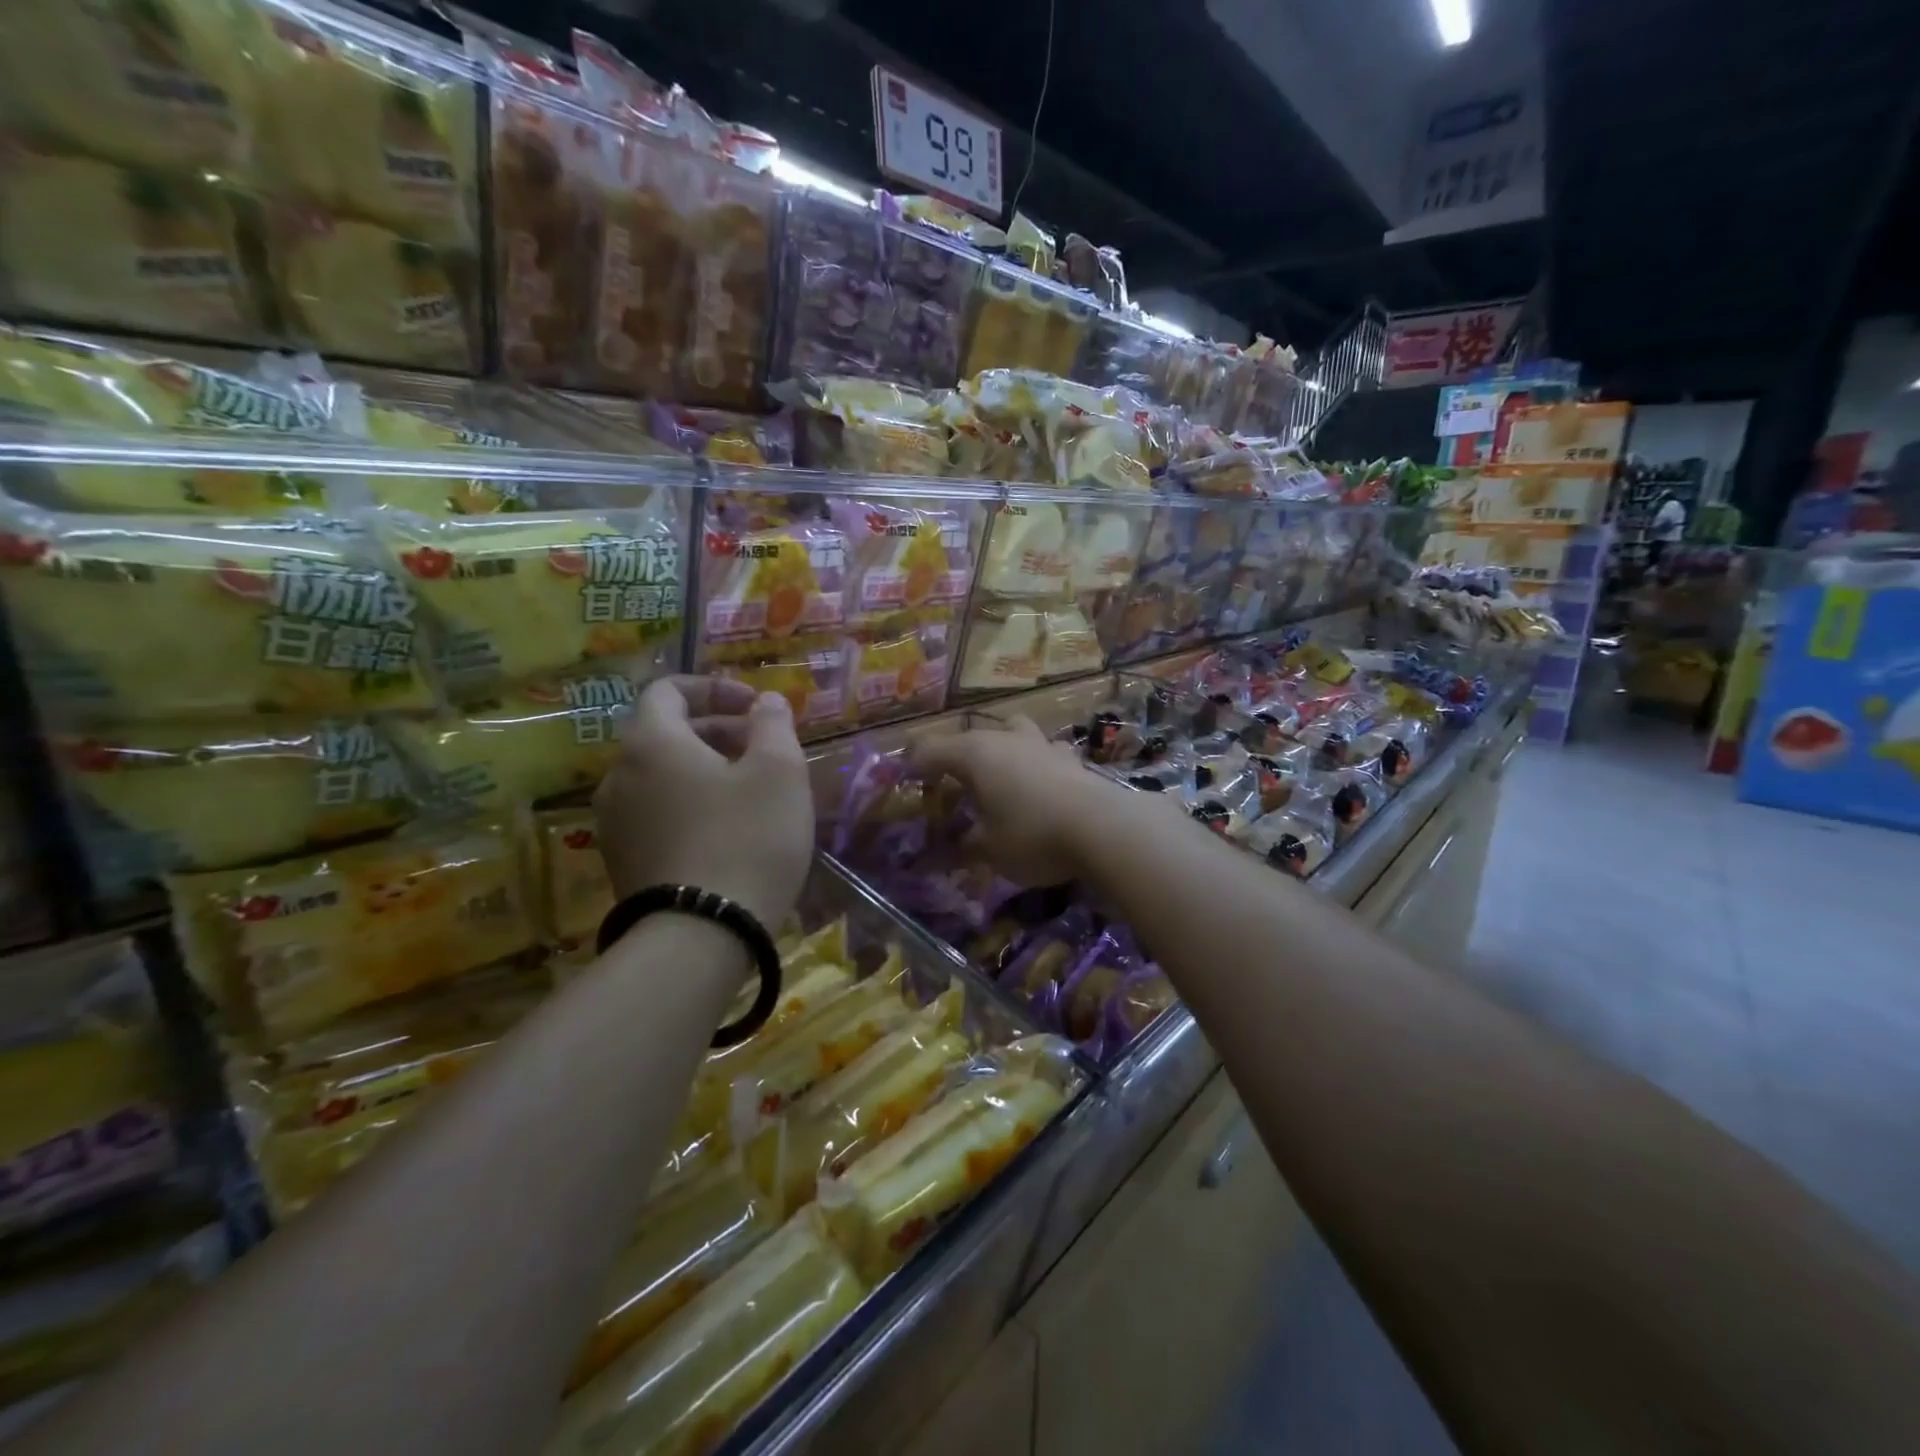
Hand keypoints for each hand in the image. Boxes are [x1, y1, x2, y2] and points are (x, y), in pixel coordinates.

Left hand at [594, 676, 813, 929]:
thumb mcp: (779, 772)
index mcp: (651, 743)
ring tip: (751, 791)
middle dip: (717, 730)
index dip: (714, 688)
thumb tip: (764, 701)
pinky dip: (689, 804)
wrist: (701, 938)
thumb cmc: (747, 839)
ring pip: (661, 776)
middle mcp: (619, 775)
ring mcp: (614, 823)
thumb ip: (773, 724)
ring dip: (704, 769)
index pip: (668, 690)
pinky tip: (727, 831)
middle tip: (763, 748)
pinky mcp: (622, 862)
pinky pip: (657, 813)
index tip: (754, 707)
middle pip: (665, 733)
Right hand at [910, 716, 1133, 884]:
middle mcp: (1006, 738)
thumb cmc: (1032, 835)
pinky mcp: (1070, 758)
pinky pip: (1042, 753)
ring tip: (998, 782)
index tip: (902, 785)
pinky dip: (1033, 766)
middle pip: (970, 738)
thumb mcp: (988, 850)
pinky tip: (1038, 789)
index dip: (912, 766)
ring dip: (999, 753)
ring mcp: (1042, 744)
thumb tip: (934, 856)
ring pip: (1012, 734)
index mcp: (975, 753)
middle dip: (955, 759)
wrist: (1104, 828)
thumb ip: (959, 848)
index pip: (929, 749)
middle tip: (950, 789)